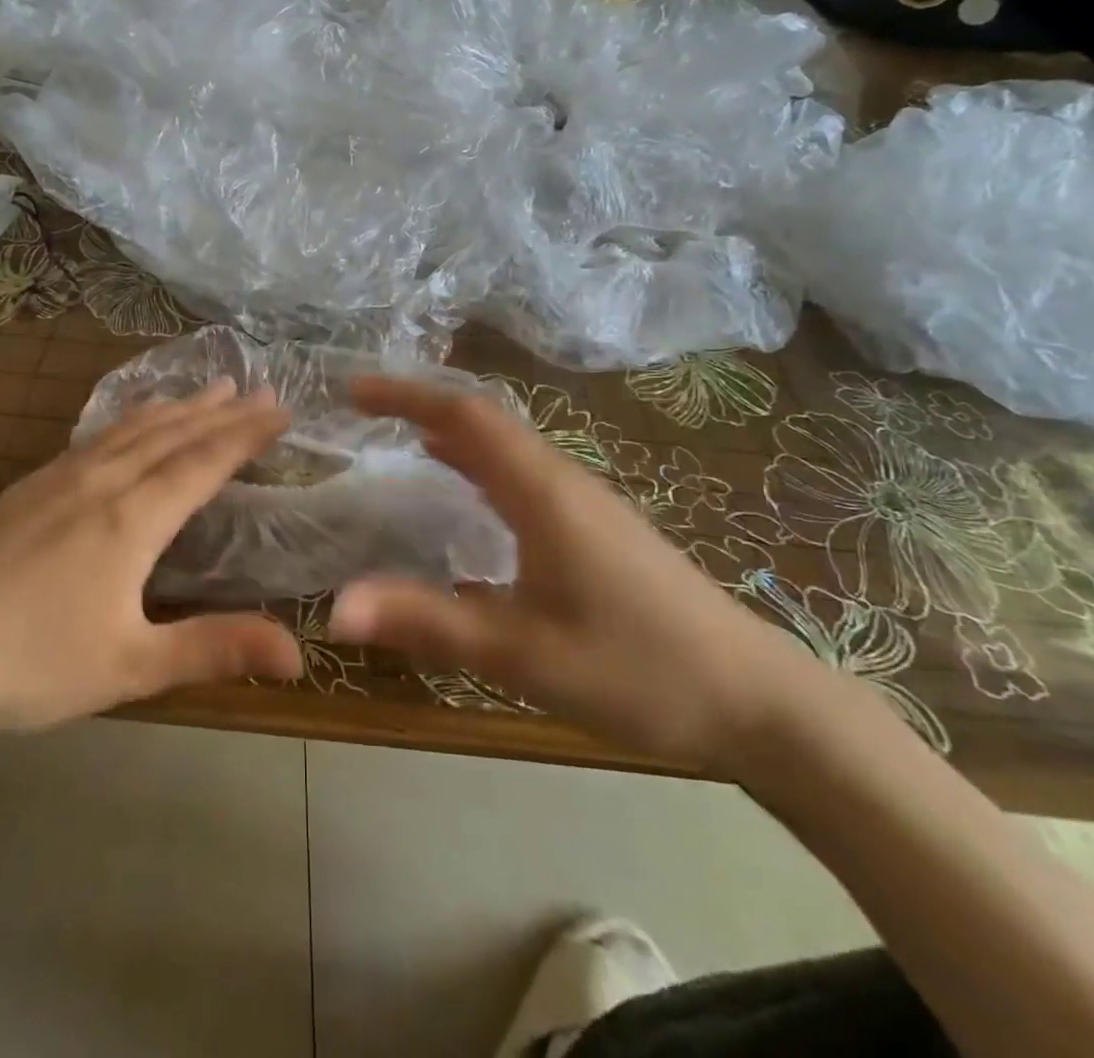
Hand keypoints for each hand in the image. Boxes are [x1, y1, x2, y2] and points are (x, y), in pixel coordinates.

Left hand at [0, 381, 303, 752]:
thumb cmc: (27, 664)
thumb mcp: (130, 667)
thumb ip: (215, 649)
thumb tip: (300, 653)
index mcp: (130, 518)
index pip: (203, 462)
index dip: (246, 434)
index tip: (281, 409)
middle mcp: (100, 482)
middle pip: (171, 434)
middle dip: (219, 411)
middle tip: (256, 388)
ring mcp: (57, 479)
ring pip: (131, 429)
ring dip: (175, 407)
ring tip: (207, 388)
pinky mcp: (27, 487)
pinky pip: (96, 436)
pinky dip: (130, 419)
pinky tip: (127, 424)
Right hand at [328, 376, 822, 773]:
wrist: (757, 701)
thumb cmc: (636, 670)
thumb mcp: (520, 653)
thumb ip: (427, 623)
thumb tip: (335, 608)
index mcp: (542, 490)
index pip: (464, 416)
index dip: (405, 395)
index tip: (353, 392)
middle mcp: (562, 480)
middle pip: (483, 420)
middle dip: (420, 405)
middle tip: (363, 414)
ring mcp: (584, 502)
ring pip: (506, 446)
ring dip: (449, 433)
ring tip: (397, 441)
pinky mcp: (596, 527)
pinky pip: (522, 474)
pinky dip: (477, 465)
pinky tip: (463, 496)